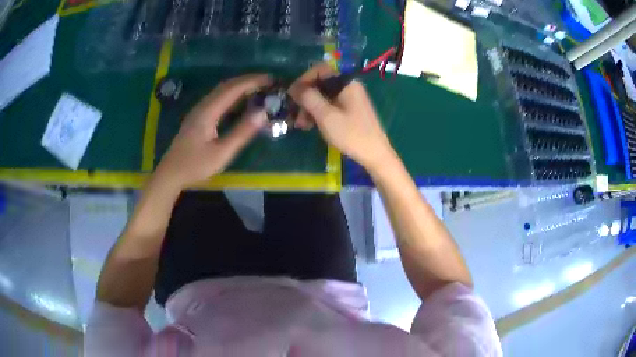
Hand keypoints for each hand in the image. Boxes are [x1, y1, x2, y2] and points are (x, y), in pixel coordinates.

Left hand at [154, 74, 270, 188]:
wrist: (171, 173)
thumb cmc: (195, 165)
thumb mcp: (221, 153)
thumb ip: (241, 133)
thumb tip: (262, 114)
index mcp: (208, 112)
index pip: (232, 89)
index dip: (252, 81)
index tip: (271, 80)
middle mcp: (203, 106)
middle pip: (226, 85)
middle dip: (247, 80)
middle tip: (267, 81)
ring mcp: (199, 110)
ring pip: (221, 90)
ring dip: (240, 85)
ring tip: (258, 87)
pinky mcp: (198, 116)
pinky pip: (217, 98)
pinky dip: (232, 94)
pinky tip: (239, 100)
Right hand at [288, 63, 395, 171]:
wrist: (375, 155)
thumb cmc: (351, 134)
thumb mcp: (326, 116)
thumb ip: (309, 98)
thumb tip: (294, 87)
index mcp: (346, 83)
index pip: (320, 70)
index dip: (303, 80)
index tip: (291, 95)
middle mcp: (348, 86)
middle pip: (320, 84)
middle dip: (305, 98)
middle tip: (294, 115)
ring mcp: (350, 99)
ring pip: (323, 96)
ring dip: (309, 108)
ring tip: (301, 125)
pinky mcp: (350, 110)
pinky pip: (330, 106)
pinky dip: (319, 113)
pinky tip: (310, 126)